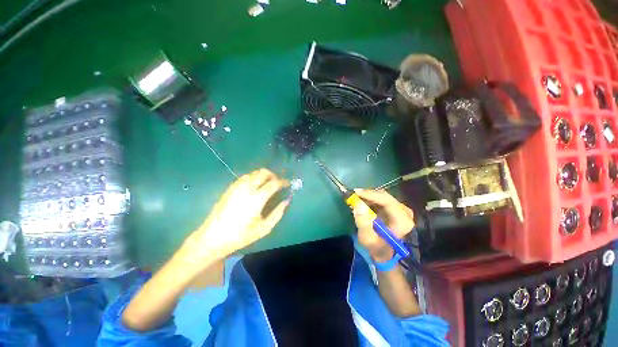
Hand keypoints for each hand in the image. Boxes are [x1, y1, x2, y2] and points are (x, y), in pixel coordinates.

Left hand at [177, 169, 289, 268]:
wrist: (212, 238)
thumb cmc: (240, 236)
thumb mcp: (264, 228)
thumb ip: (278, 213)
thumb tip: (286, 201)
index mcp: (257, 198)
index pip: (274, 183)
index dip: (283, 182)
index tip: (288, 184)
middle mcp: (247, 188)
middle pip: (263, 172)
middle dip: (273, 175)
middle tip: (278, 183)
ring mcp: (237, 186)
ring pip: (254, 173)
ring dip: (263, 175)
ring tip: (268, 184)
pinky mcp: (230, 188)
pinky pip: (245, 177)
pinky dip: (254, 177)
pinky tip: (255, 186)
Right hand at [352, 189, 414, 262]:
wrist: (383, 251)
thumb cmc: (376, 246)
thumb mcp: (367, 238)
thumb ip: (363, 222)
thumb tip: (358, 203)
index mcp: (403, 221)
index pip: (387, 202)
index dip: (371, 195)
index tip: (356, 192)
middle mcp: (405, 213)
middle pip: (385, 196)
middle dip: (368, 195)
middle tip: (353, 195)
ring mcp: (401, 209)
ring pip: (382, 195)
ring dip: (368, 196)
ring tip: (355, 199)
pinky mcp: (396, 207)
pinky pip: (381, 198)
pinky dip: (370, 198)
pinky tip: (362, 201)